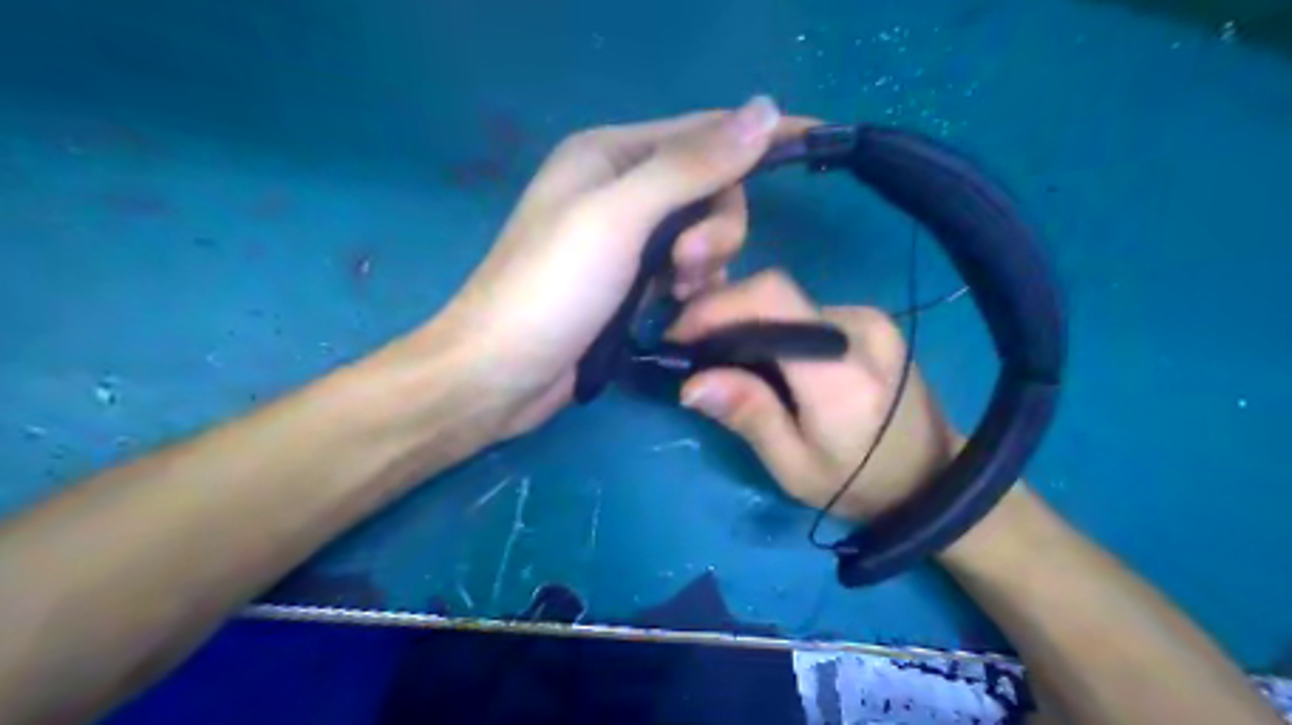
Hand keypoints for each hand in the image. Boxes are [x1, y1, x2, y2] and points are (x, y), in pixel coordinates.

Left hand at [403, 96, 816, 437]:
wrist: (500, 374)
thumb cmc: (550, 290)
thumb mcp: (619, 219)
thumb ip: (690, 166)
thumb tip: (763, 109)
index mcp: (609, 154)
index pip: (703, 131)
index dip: (757, 135)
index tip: (815, 140)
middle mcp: (619, 187)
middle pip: (707, 187)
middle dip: (715, 226)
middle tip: (689, 266)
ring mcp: (624, 237)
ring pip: (701, 231)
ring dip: (706, 260)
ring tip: (679, 293)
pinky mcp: (629, 280)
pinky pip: (685, 267)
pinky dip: (692, 284)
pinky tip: (678, 307)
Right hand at [671, 270, 952, 518]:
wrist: (934, 477)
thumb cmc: (859, 485)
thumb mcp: (794, 468)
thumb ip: (750, 416)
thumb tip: (691, 382)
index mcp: (841, 372)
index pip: (772, 301)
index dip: (717, 306)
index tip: (679, 335)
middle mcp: (860, 329)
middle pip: (774, 294)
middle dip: (722, 314)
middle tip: (692, 350)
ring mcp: (871, 319)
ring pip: (787, 301)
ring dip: (746, 322)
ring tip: (721, 357)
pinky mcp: (872, 320)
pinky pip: (805, 310)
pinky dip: (773, 327)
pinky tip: (763, 357)